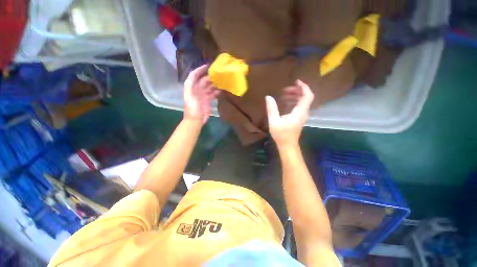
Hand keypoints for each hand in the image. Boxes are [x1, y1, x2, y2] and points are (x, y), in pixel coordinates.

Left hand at [184, 65, 220, 124]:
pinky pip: (213, 94)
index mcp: (191, 87)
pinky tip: (221, 90)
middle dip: (210, 77)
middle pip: (204, 81)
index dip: (199, 70)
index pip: (194, 75)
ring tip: (221, 81)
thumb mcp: (189, 95)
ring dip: (214, 84)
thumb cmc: (192, 108)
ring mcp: (203, 96)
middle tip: (218, 74)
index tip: (208, 66)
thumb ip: (190, 84)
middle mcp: (197, 90)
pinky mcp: (208, 101)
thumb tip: (195, 73)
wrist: (195, 120)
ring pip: (209, 87)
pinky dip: (216, 92)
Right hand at [265, 80, 313, 147]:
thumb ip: (271, 108)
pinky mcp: (299, 118)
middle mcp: (303, 112)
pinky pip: (300, 106)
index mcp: (299, 112)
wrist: (287, 145)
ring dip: (295, 95)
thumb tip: (268, 97)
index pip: (307, 96)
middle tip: (285, 89)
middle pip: (306, 97)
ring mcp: (302, 115)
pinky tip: (285, 102)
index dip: (304, 87)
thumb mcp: (274, 121)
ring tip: (284, 94)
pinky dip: (294, 101)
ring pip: (303, 101)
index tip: (296, 81)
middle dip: (297, 90)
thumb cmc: (281, 134)